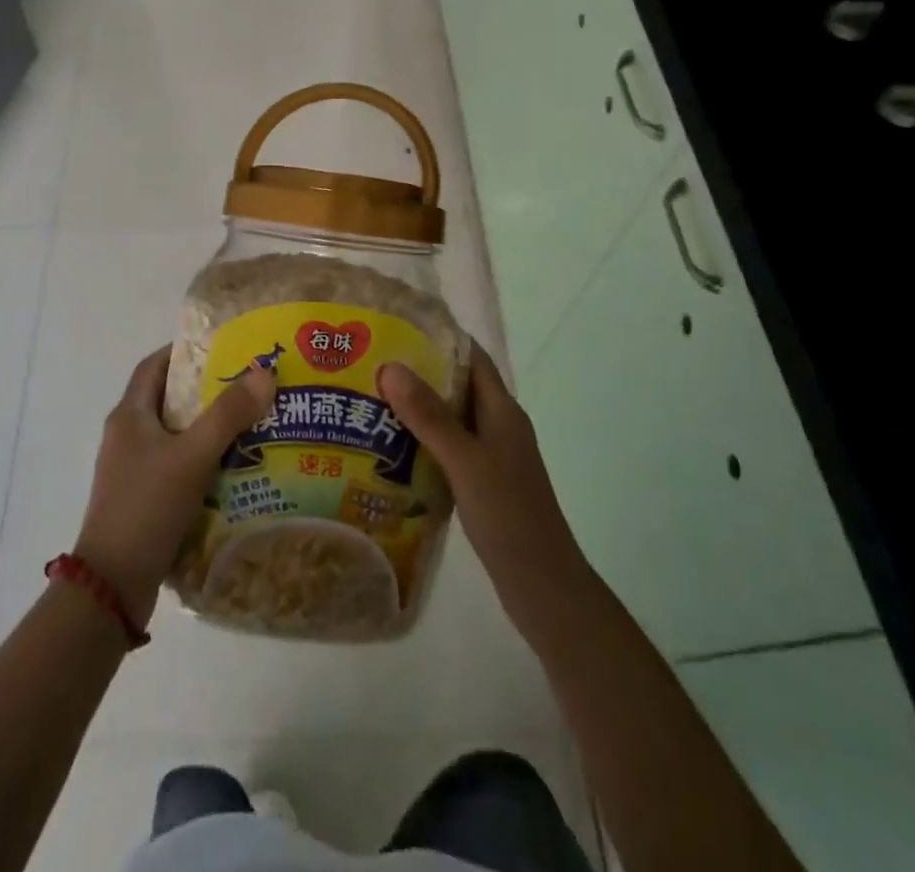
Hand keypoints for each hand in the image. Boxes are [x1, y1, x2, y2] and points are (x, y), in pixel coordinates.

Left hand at [73, 345, 276, 626]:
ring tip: (252, 422)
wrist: (113, 584)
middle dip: (206, 389)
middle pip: (168, 398)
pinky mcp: (144, 498)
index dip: (184, 350)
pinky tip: (235, 468)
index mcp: (129, 415)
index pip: (154, 365)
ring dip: (208, 426)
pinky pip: (177, 465)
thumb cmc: (148, 506)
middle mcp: (127, 436)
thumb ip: (228, 414)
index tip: (223, 347)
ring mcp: (133, 469)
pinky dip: (203, 459)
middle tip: (249, 384)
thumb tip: (264, 372)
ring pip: (176, 434)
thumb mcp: (192, 455)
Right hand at [378, 342, 585, 623]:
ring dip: (417, 409)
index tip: (399, 326)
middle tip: (372, 364)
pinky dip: (422, 443)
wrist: (544, 587)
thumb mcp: (465, 461)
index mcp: (502, 411)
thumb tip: (391, 367)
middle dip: (419, 373)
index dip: (441, 337)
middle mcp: (499, 427)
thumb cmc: (509, 515)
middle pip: (458, 386)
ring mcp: (492, 457)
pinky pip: (448, 450)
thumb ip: (429, 416)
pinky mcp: (482, 484)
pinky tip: (389, 450)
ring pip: (450, 420)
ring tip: (370, 401)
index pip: (472, 358)